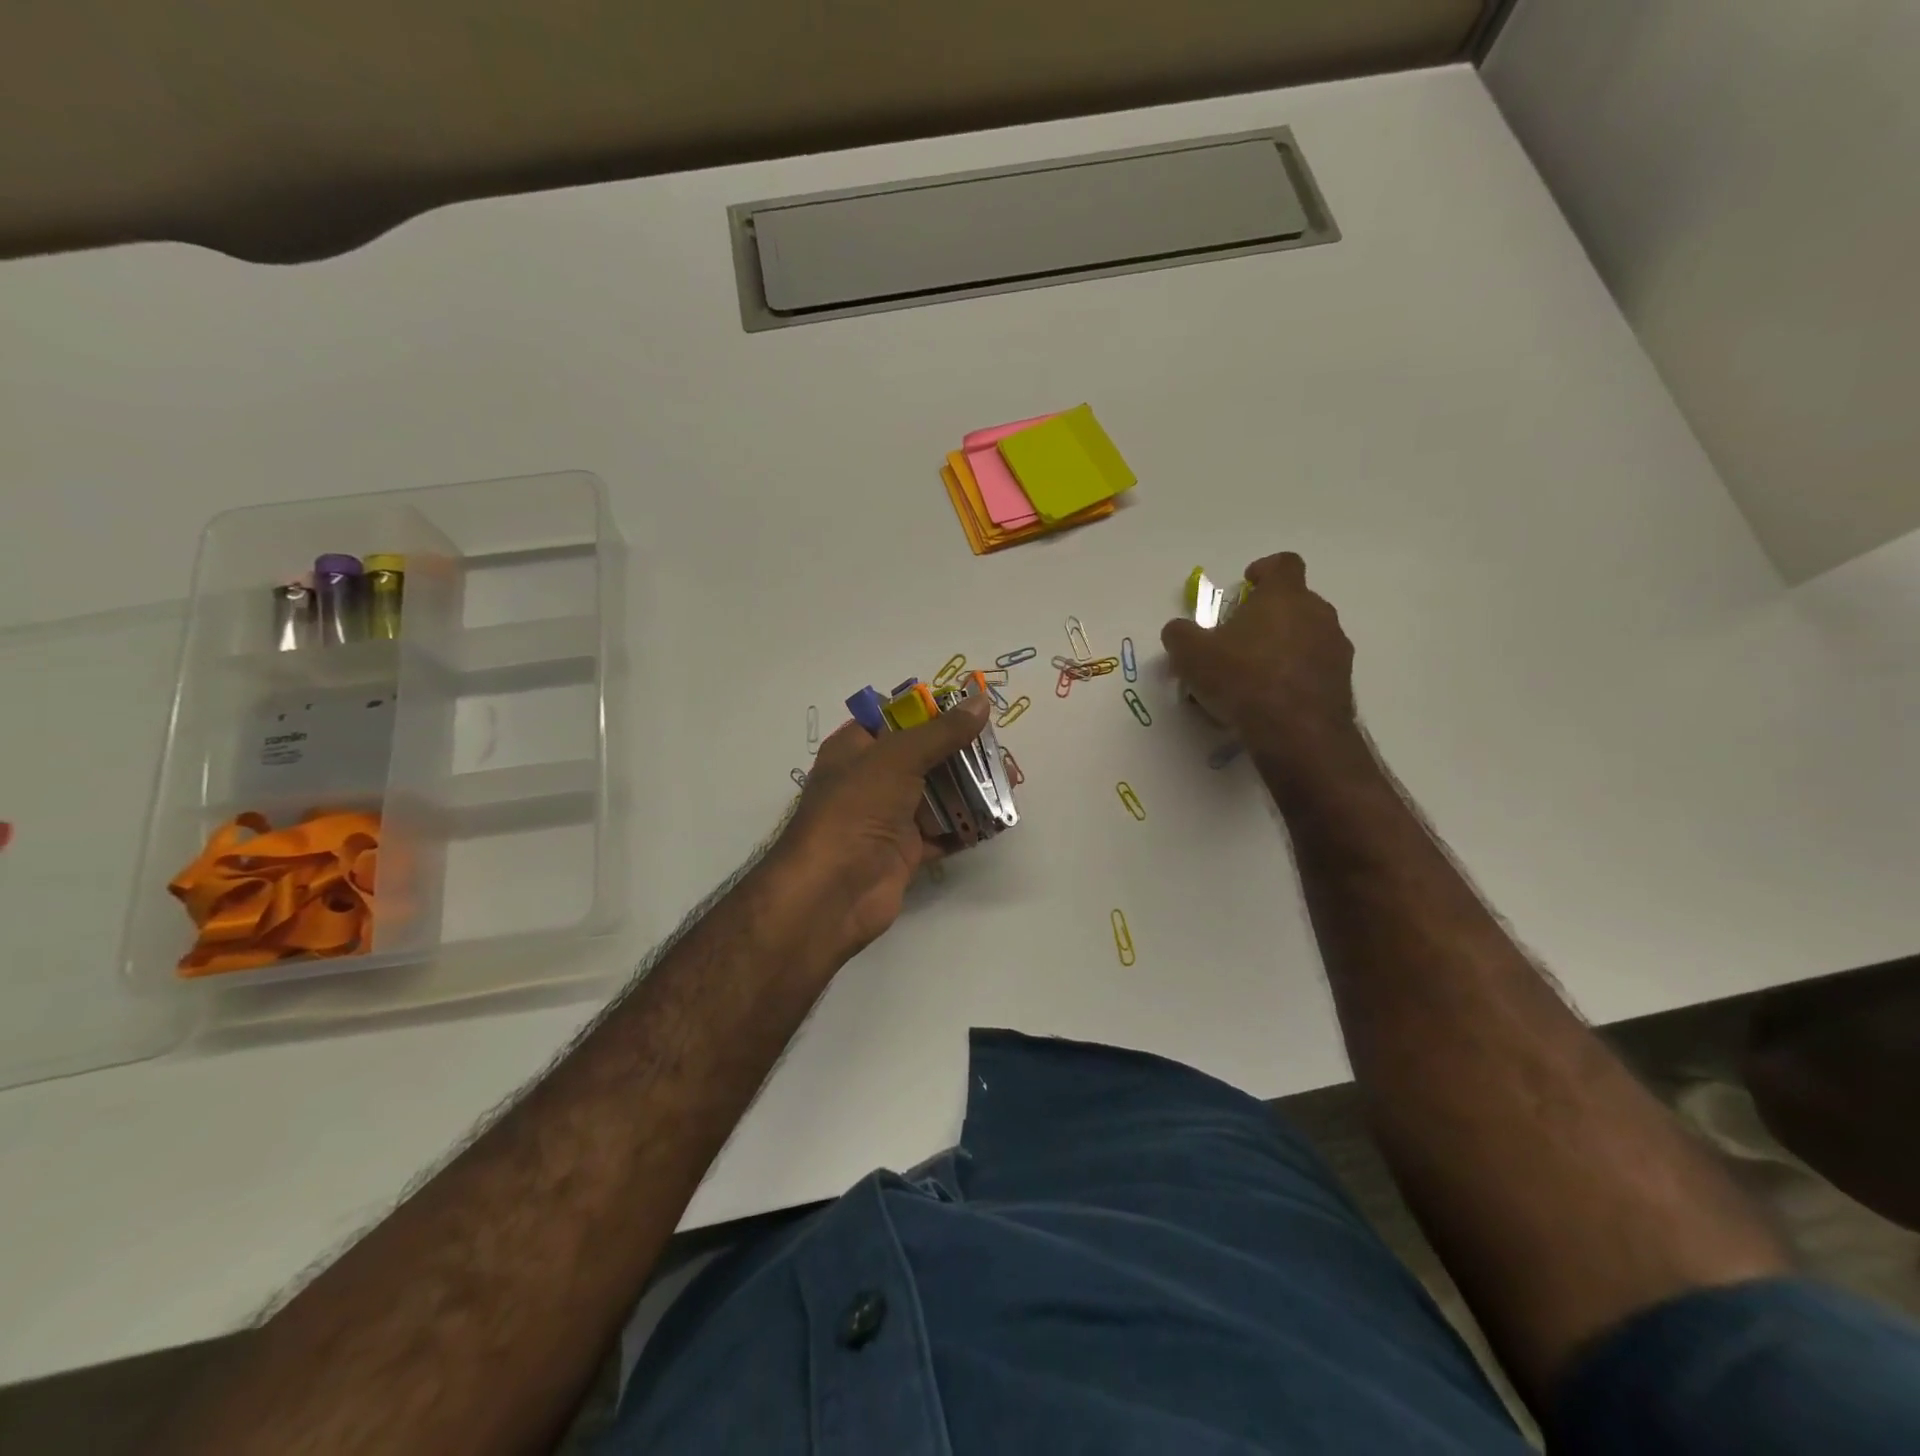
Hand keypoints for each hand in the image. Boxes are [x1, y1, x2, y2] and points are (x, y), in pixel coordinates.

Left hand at [768, 694, 990, 958]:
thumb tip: (980, 701)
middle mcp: (871, 779)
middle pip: (924, 756)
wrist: (833, 891)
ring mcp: (889, 817)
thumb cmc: (856, 809)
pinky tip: (998, 819)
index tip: (971, 710)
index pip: (896, 719)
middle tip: (1002, 751)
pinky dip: (967, 826)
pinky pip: (943, 832)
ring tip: (1011, 781)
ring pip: (937, 794)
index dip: (931, 712)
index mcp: (856, 748)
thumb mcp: (897, 758)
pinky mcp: (906, 851)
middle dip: (962, 753)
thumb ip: (941, 731)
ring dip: (971, 788)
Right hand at [1161, 552, 1361, 774]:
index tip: (1247, 584)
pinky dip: (1294, 676)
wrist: (1296, 732)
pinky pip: (1314, 669)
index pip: (1283, 564)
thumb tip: (1178, 630)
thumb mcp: (1191, 655)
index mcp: (1284, 596)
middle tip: (1238, 638)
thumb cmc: (1243, 678)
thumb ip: (1180, 635)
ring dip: (1283, 647)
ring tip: (1252, 676)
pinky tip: (1270, 700)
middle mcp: (1318, 614)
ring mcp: (1335, 649)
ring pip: (1307, 636)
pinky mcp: (1342, 682)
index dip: (1265, 569)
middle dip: (1268, 615)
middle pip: (1295, 602)